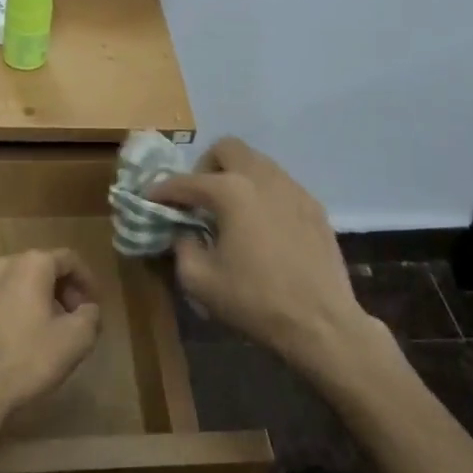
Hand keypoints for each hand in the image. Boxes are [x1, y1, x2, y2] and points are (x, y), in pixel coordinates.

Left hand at [0, 250, 101, 430]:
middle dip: (62, 291)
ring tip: (46, 332)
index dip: (87, 281)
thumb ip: (91, 316)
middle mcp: (2, 265)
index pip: (69, 259)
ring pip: (17, 284)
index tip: (93, 306)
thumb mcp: (75, 340)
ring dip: (37, 301)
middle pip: (41, 268)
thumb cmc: (26, 359)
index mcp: (31, 264)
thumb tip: (87, 309)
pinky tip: (16, 341)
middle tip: (73, 319)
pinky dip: (13, 311)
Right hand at [149, 139, 383, 375]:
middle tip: (199, 198)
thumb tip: (185, 232)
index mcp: (231, 191)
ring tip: (230, 211)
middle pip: (226, 149)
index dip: (162, 190)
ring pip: (256, 162)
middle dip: (205, 167)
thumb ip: (182, 247)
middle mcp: (262, 178)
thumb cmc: (254, 301)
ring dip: (236, 177)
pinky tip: (261, 226)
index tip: (151, 200)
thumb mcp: (199, 280)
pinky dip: (261, 194)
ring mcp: (293, 189)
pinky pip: (279, 185)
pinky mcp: (313, 206)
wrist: (321, 323)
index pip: (185, 181)